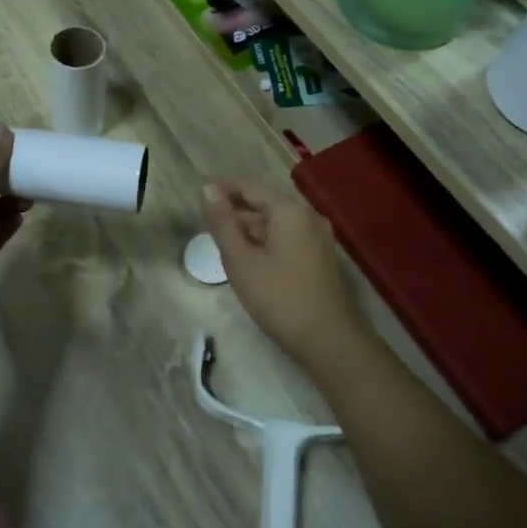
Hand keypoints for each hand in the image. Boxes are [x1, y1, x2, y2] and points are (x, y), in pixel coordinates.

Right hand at [201, 179, 363, 369]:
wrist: (328, 341)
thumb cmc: (279, 298)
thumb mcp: (241, 261)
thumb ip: (222, 223)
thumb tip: (206, 190)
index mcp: (289, 212)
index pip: (250, 187)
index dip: (223, 187)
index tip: (199, 193)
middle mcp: (307, 217)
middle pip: (264, 204)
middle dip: (234, 210)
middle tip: (205, 221)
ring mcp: (317, 238)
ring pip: (275, 223)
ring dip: (248, 228)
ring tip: (220, 240)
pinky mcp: (319, 257)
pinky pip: (286, 237)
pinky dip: (264, 241)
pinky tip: (246, 256)